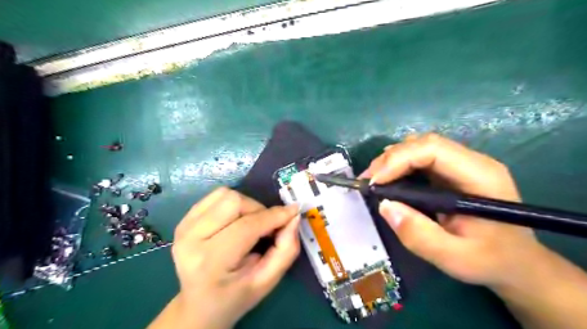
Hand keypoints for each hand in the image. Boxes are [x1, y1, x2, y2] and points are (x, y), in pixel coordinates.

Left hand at [150, 187, 299, 328]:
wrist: (200, 304)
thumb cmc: (236, 295)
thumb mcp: (267, 281)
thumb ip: (286, 250)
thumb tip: (293, 216)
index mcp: (210, 263)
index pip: (247, 227)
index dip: (274, 216)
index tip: (293, 212)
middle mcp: (191, 239)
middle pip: (234, 202)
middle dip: (258, 210)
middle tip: (266, 227)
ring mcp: (184, 227)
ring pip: (225, 194)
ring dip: (246, 205)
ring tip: (250, 224)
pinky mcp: (183, 219)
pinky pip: (215, 196)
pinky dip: (232, 202)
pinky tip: (235, 220)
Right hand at [366, 134, 542, 286]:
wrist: (516, 262)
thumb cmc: (490, 260)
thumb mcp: (454, 258)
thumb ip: (419, 235)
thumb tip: (385, 206)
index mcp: (480, 176)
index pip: (433, 150)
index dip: (399, 160)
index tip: (375, 182)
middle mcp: (471, 162)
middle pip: (423, 143)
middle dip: (390, 159)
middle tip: (368, 180)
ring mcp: (461, 164)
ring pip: (419, 147)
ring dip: (392, 160)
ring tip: (375, 180)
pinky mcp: (450, 171)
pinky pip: (420, 157)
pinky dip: (399, 165)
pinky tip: (388, 179)